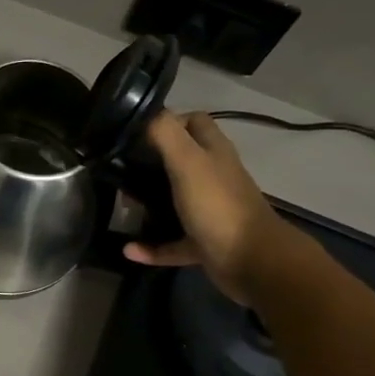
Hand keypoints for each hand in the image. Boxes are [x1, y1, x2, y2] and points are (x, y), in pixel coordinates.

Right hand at [124, 112, 287, 303]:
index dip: (168, 120)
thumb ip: (165, 133)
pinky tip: (129, 249)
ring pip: (174, 200)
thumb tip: (143, 114)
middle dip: (150, 163)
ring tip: (123, 205)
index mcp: (213, 152)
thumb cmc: (218, 205)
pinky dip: (151, 246)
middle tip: (121, 169)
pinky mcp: (204, 242)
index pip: (194, 122)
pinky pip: (172, 242)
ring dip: (148, 204)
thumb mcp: (188, 161)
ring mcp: (210, 211)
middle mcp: (213, 177)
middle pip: (180, 160)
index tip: (136, 131)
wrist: (252, 261)